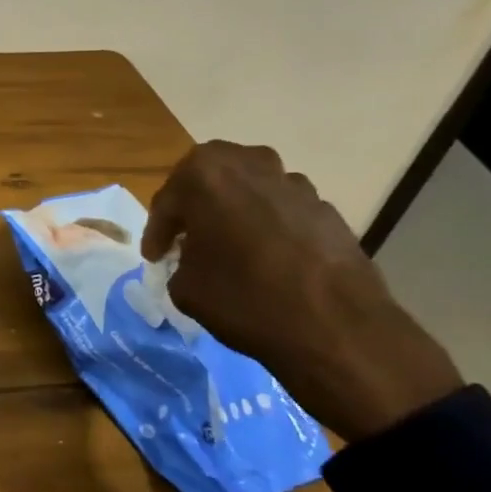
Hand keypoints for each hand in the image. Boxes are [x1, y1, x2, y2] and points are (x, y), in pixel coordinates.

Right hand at [141, 141, 461, 442]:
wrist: (335, 327)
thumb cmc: (244, 298)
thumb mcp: (185, 287)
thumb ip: (179, 262)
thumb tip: (191, 260)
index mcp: (205, 174)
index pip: (168, 200)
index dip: (158, 232)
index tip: (155, 257)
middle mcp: (249, 164)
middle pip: (210, 180)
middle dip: (196, 207)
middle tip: (188, 239)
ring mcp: (292, 182)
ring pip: (249, 191)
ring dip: (235, 213)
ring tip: (231, 248)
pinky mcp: (325, 207)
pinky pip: (282, 211)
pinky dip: (269, 228)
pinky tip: (268, 260)